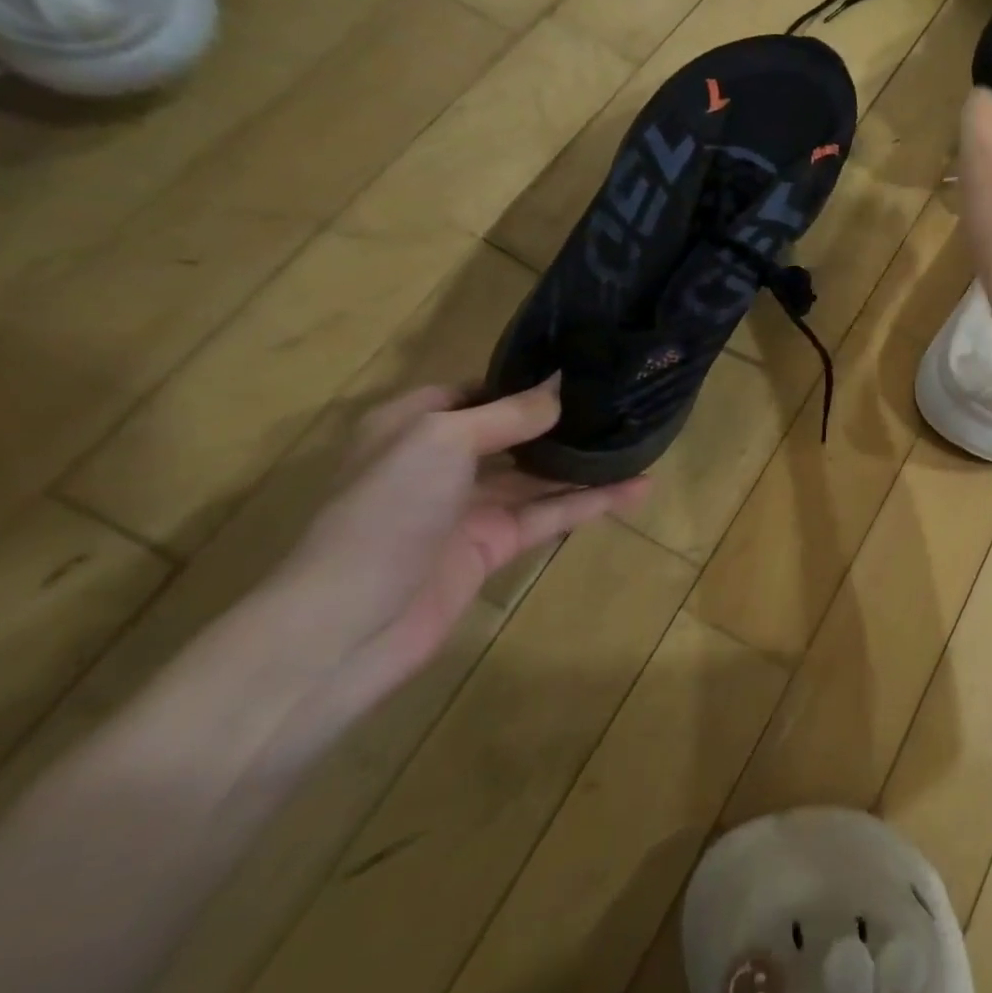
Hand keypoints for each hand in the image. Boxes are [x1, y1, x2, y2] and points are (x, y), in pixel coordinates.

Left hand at [207, 379, 646, 754]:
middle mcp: (441, 461)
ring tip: (641, 443)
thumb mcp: (442, 440)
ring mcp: (469, 506)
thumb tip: (561, 388)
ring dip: (585, 462)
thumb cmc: (386, 511)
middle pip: (512, 432)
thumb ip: (509, 413)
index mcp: (413, 425)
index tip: (579, 369)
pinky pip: (550, 514)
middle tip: (621, 402)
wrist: (350, 623)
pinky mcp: (494, 545)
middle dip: (561, 420)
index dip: (522, 380)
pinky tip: (636, 489)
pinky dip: (591, 501)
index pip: (475, 390)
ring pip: (538, 475)